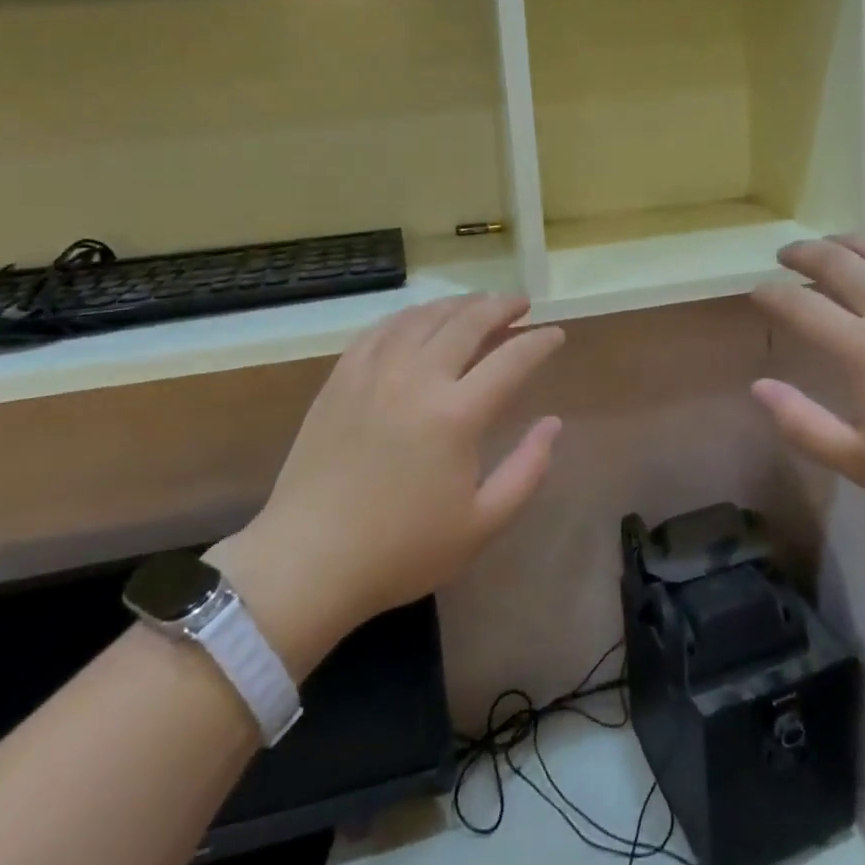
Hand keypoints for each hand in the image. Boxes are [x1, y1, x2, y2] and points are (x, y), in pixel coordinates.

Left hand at [210, 295, 564, 671]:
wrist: (308, 561)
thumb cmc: (401, 550)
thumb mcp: (481, 524)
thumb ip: (527, 470)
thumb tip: (553, 423)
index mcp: (457, 415)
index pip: (512, 359)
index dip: (540, 342)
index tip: (556, 334)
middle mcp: (417, 378)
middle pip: (468, 322)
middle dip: (502, 306)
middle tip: (521, 304)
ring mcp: (374, 373)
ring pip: (424, 317)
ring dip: (459, 304)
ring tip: (479, 303)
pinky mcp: (341, 378)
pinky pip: (381, 329)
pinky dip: (410, 316)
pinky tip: (420, 319)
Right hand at [751, 235, 864, 540]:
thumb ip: (804, 424)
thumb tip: (759, 386)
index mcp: (864, 350)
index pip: (800, 305)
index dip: (771, 294)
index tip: (758, 292)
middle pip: (836, 261)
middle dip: (803, 253)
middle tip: (787, 255)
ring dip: (848, 241)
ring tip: (833, 246)